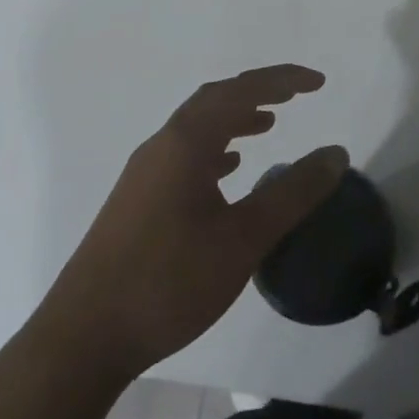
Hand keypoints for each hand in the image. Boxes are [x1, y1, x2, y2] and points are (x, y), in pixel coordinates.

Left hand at [40, 65, 346, 381]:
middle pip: (215, 100)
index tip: (318, 83)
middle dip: (258, 91)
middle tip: (295, 95)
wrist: (83, 338)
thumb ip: (292, 194)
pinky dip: (213, 149)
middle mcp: (162, 145)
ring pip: (196, 128)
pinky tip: (227, 172)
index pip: (240, 91)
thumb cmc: (168, 282)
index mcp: (185, 143)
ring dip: (234, 118)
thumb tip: (335, 153)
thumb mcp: (243, 240)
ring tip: (267, 126)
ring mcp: (144, 173)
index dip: (282, 80)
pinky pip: (182, 155)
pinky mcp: (136, 199)